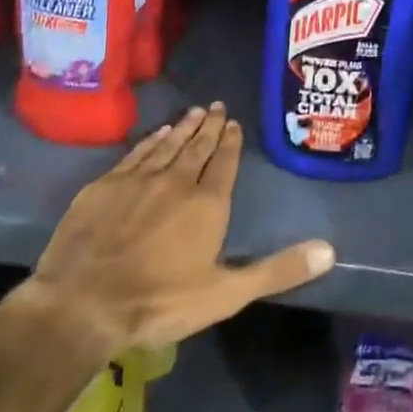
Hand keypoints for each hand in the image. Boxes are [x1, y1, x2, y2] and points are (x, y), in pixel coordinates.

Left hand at [19, 104, 334, 367]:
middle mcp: (177, 181)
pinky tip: (157, 133)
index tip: (234, 123)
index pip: (225, 163)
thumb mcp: (226, 294)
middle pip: (198, 147)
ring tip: (195, 112)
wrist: (82, 305)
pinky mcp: (105, 185)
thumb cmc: (159, 302)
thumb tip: (330, 251)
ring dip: (183, 127)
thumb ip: (277, 270)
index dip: (231, 142)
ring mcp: (138, 180)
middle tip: (217, 106)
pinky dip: (151, 140)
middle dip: (210, 126)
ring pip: (168, 145)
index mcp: (208, 204)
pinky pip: (136, 153)